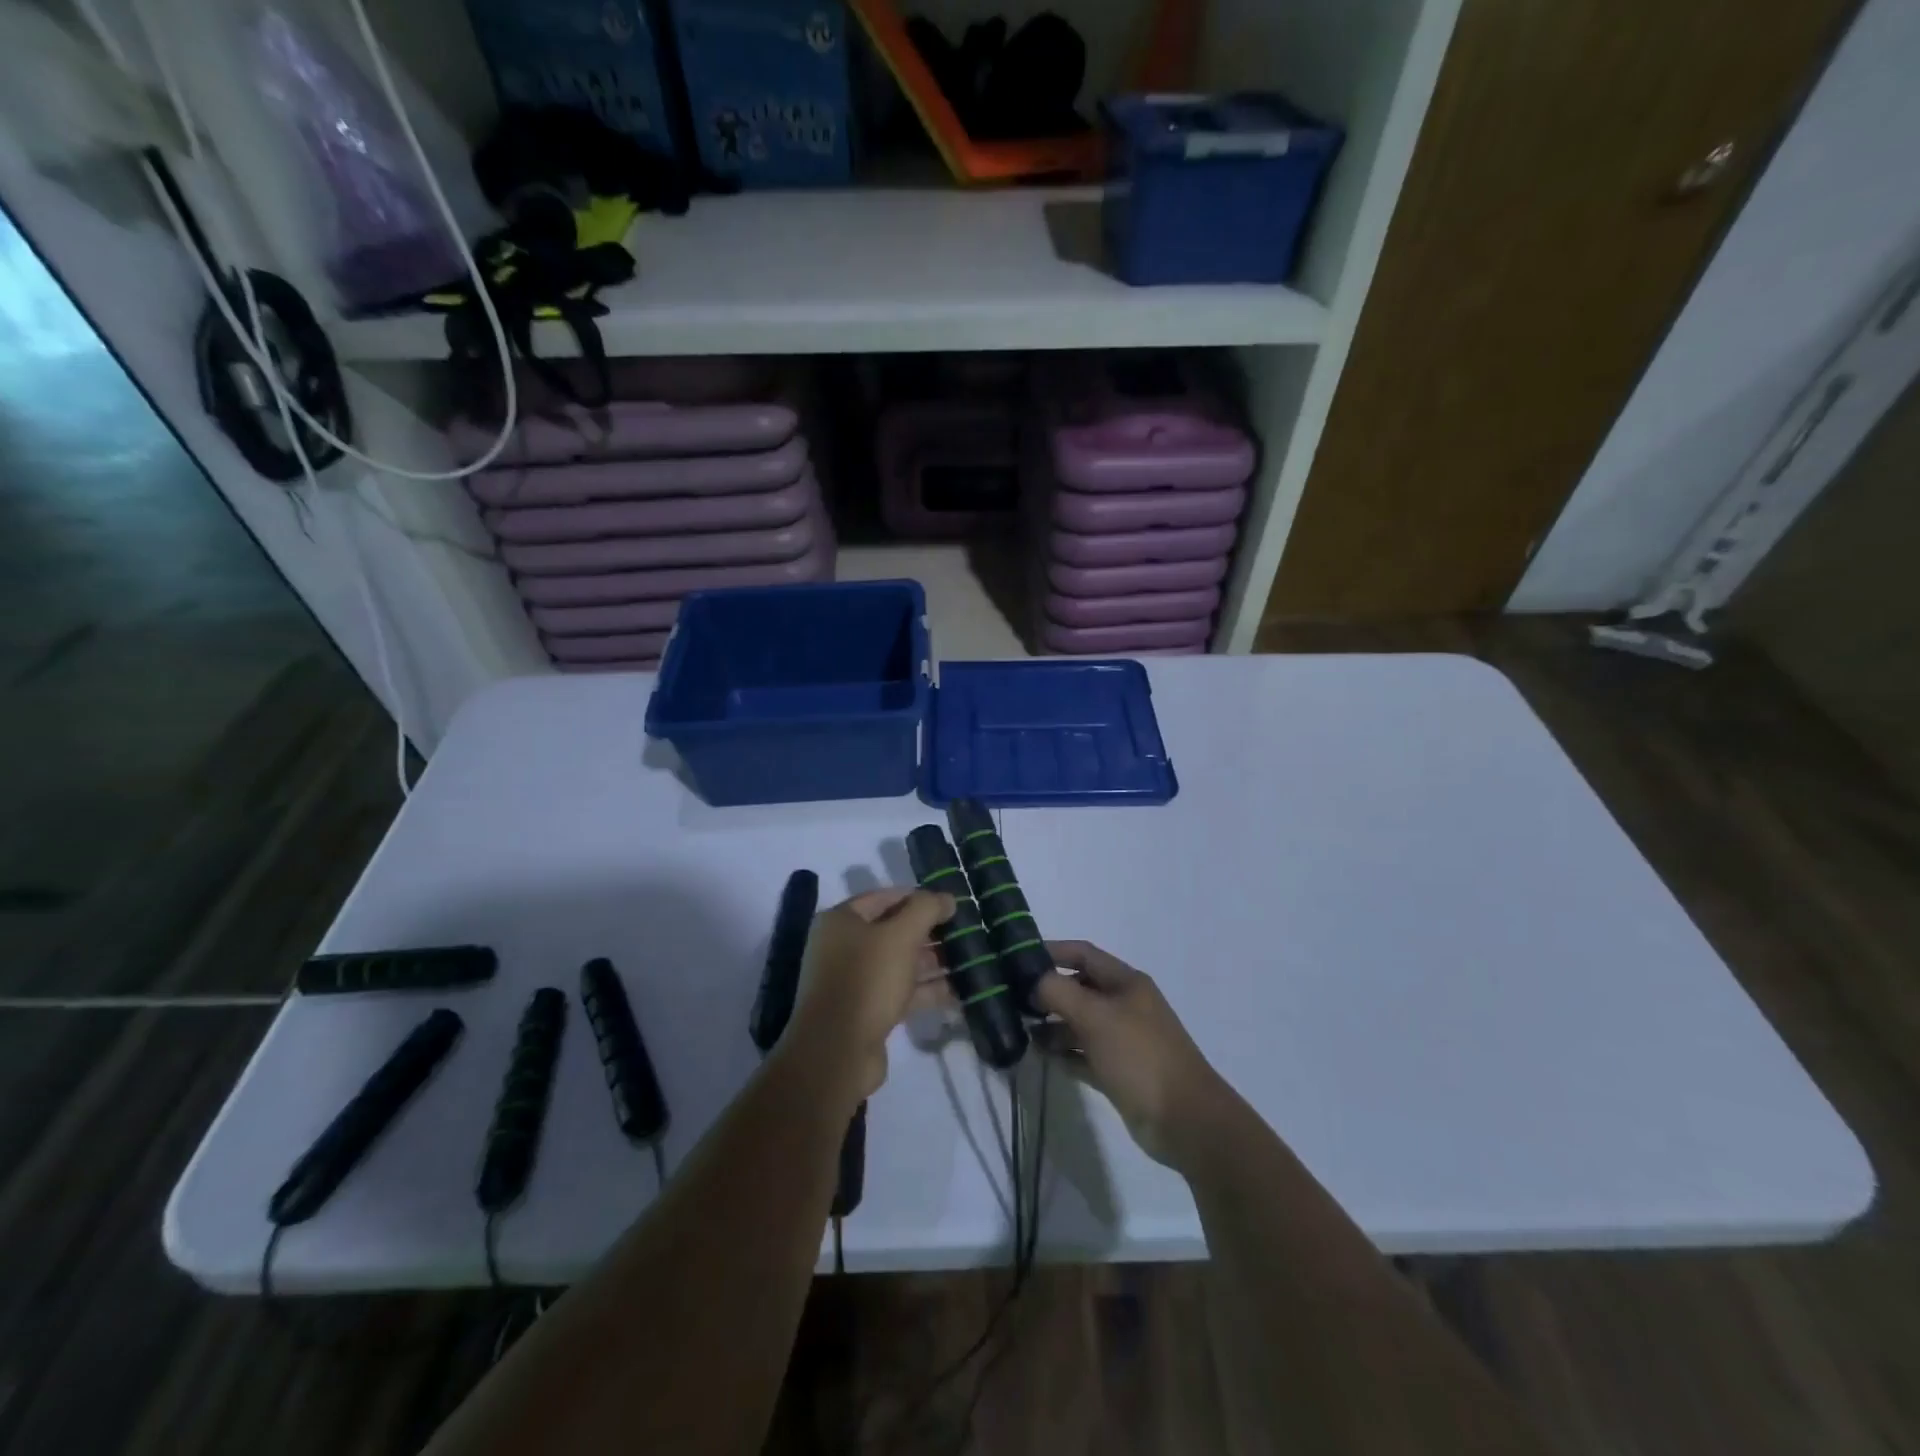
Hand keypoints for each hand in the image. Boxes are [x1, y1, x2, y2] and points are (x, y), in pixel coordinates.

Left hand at [788, 888, 954, 1099]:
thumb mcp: (900, 936)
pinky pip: (901, 990)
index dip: (919, 898)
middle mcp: (843, 946)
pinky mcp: (867, 1010)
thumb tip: (948, 898)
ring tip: (969, 961)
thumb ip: (926, 909)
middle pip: (893, 930)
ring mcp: (854, 980)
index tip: (951, 905)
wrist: (837, 1052)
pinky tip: (958, 990)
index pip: (885, 897)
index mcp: (841, 920)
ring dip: (932, 962)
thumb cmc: (867, 980)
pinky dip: (926, 990)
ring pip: (900, 962)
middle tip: (965, 934)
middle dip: (929, 932)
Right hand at [1034, 942, 1236, 1171]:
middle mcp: (1124, 1005)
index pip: (1083, 954)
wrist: (1186, 1120)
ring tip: (1021, 1030)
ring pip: (1079, 1022)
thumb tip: (1031, 981)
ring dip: (1052, 1025)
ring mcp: (1122, 1039)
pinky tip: (1041, 1056)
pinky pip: (1083, 1054)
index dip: (1051, 951)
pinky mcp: (1118, 1071)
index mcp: (1126, 982)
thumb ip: (1058, 993)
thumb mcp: (1096, 1017)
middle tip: (1010, 998)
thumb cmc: (1140, 1056)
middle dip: (1047, 991)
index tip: (1015, 958)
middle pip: (1079, 988)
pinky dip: (1064, 1053)